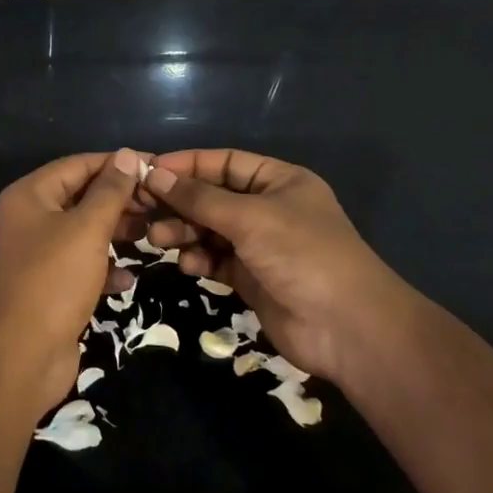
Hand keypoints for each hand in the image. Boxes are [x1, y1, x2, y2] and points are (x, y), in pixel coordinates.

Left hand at [0, 148, 147, 413]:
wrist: (21, 357)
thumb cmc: (53, 281)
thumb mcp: (87, 229)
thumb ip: (110, 191)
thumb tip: (126, 155)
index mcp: (29, 196)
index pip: (78, 165)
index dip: (116, 164)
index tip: (155, 167)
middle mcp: (30, 219)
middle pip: (81, 197)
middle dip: (119, 200)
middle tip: (159, 204)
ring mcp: (38, 254)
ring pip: (84, 232)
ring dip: (116, 233)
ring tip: (153, 236)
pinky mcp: (49, 286)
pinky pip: (82, 265)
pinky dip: (104, 268)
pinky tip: (128, 278)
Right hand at [141, 149, 408, 383]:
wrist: (348, 329)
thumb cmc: (302, 255)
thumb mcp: (249, 217)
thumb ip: (199, 198)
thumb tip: (155, 174)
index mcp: (279, 181)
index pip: (224, 162)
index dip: (187, 165)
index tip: (149, 171)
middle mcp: (269, 208)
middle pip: (213, 196)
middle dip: (180, 203)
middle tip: (144, 210)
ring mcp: (261, 245)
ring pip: (210, 229)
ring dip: (184, 232)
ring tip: (158, 240)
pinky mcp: (252, 278)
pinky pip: (216, 259)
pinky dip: (200, 259)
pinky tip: (189, 265)